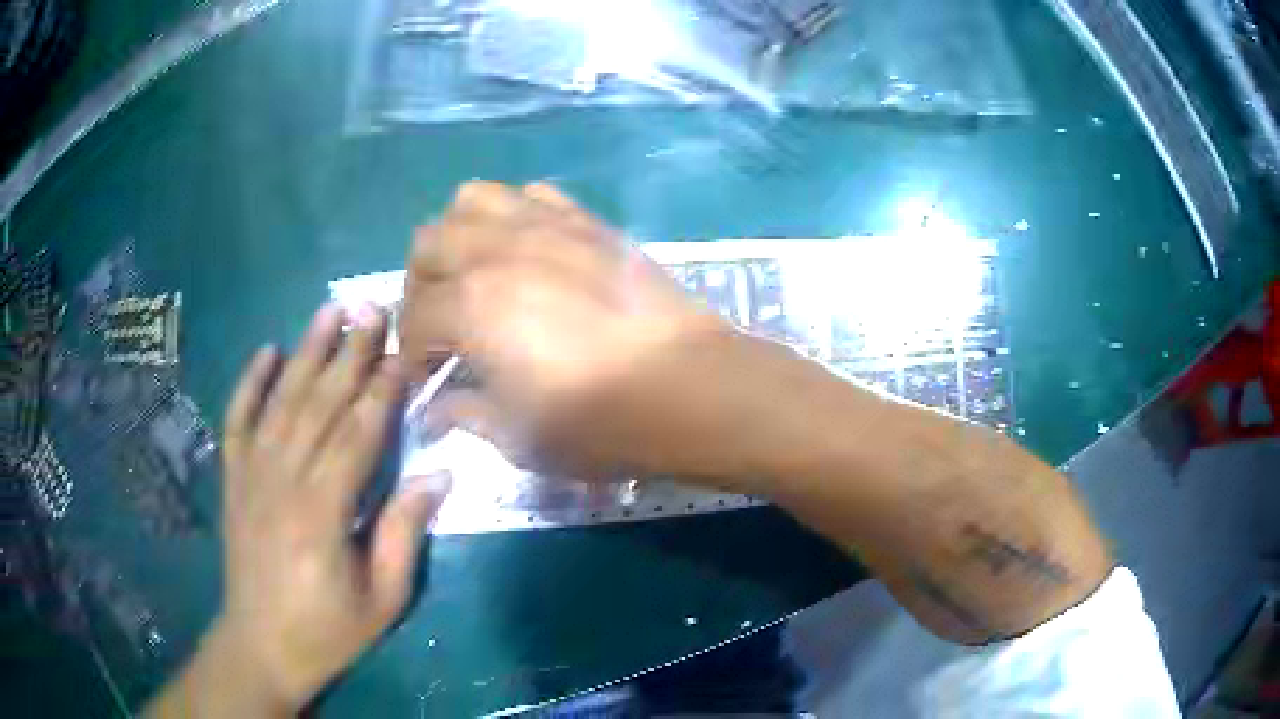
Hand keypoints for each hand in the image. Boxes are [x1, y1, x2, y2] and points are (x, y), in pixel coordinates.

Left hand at [213, 305, 449, 710]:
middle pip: (319, 405)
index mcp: (323, 514)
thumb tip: (436, 476)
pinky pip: (238, 421)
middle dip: (350, 353)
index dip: (382, 391)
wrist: (261, 646)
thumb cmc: (327, 631)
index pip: (357, 435)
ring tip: (330, 310)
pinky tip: (266, 352)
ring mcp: (251, 476)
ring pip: (280, 401)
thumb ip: (404, 535)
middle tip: (373, 308)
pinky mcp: (233, 480)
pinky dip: (249, 383)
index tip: (403, 352)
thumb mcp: (383, 599)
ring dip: (306, 352)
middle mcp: (283, 482)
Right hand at [400, 181, 735, 479]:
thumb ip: (467, 414)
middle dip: (421, 286)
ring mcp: (545, 226)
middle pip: (427, 244)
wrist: (693, 388)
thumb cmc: (604, 425)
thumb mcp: (521, 438)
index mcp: (471, 308)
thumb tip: (435, 407)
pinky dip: (512, 213)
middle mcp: (497, 252)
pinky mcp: (586, 221)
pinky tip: (526, 250)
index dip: (412, 352)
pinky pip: (531, 193)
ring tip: (474, 274)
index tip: (427, 375)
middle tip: (442, 323)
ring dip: (457, 236)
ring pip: (471, 201)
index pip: (414, 318)